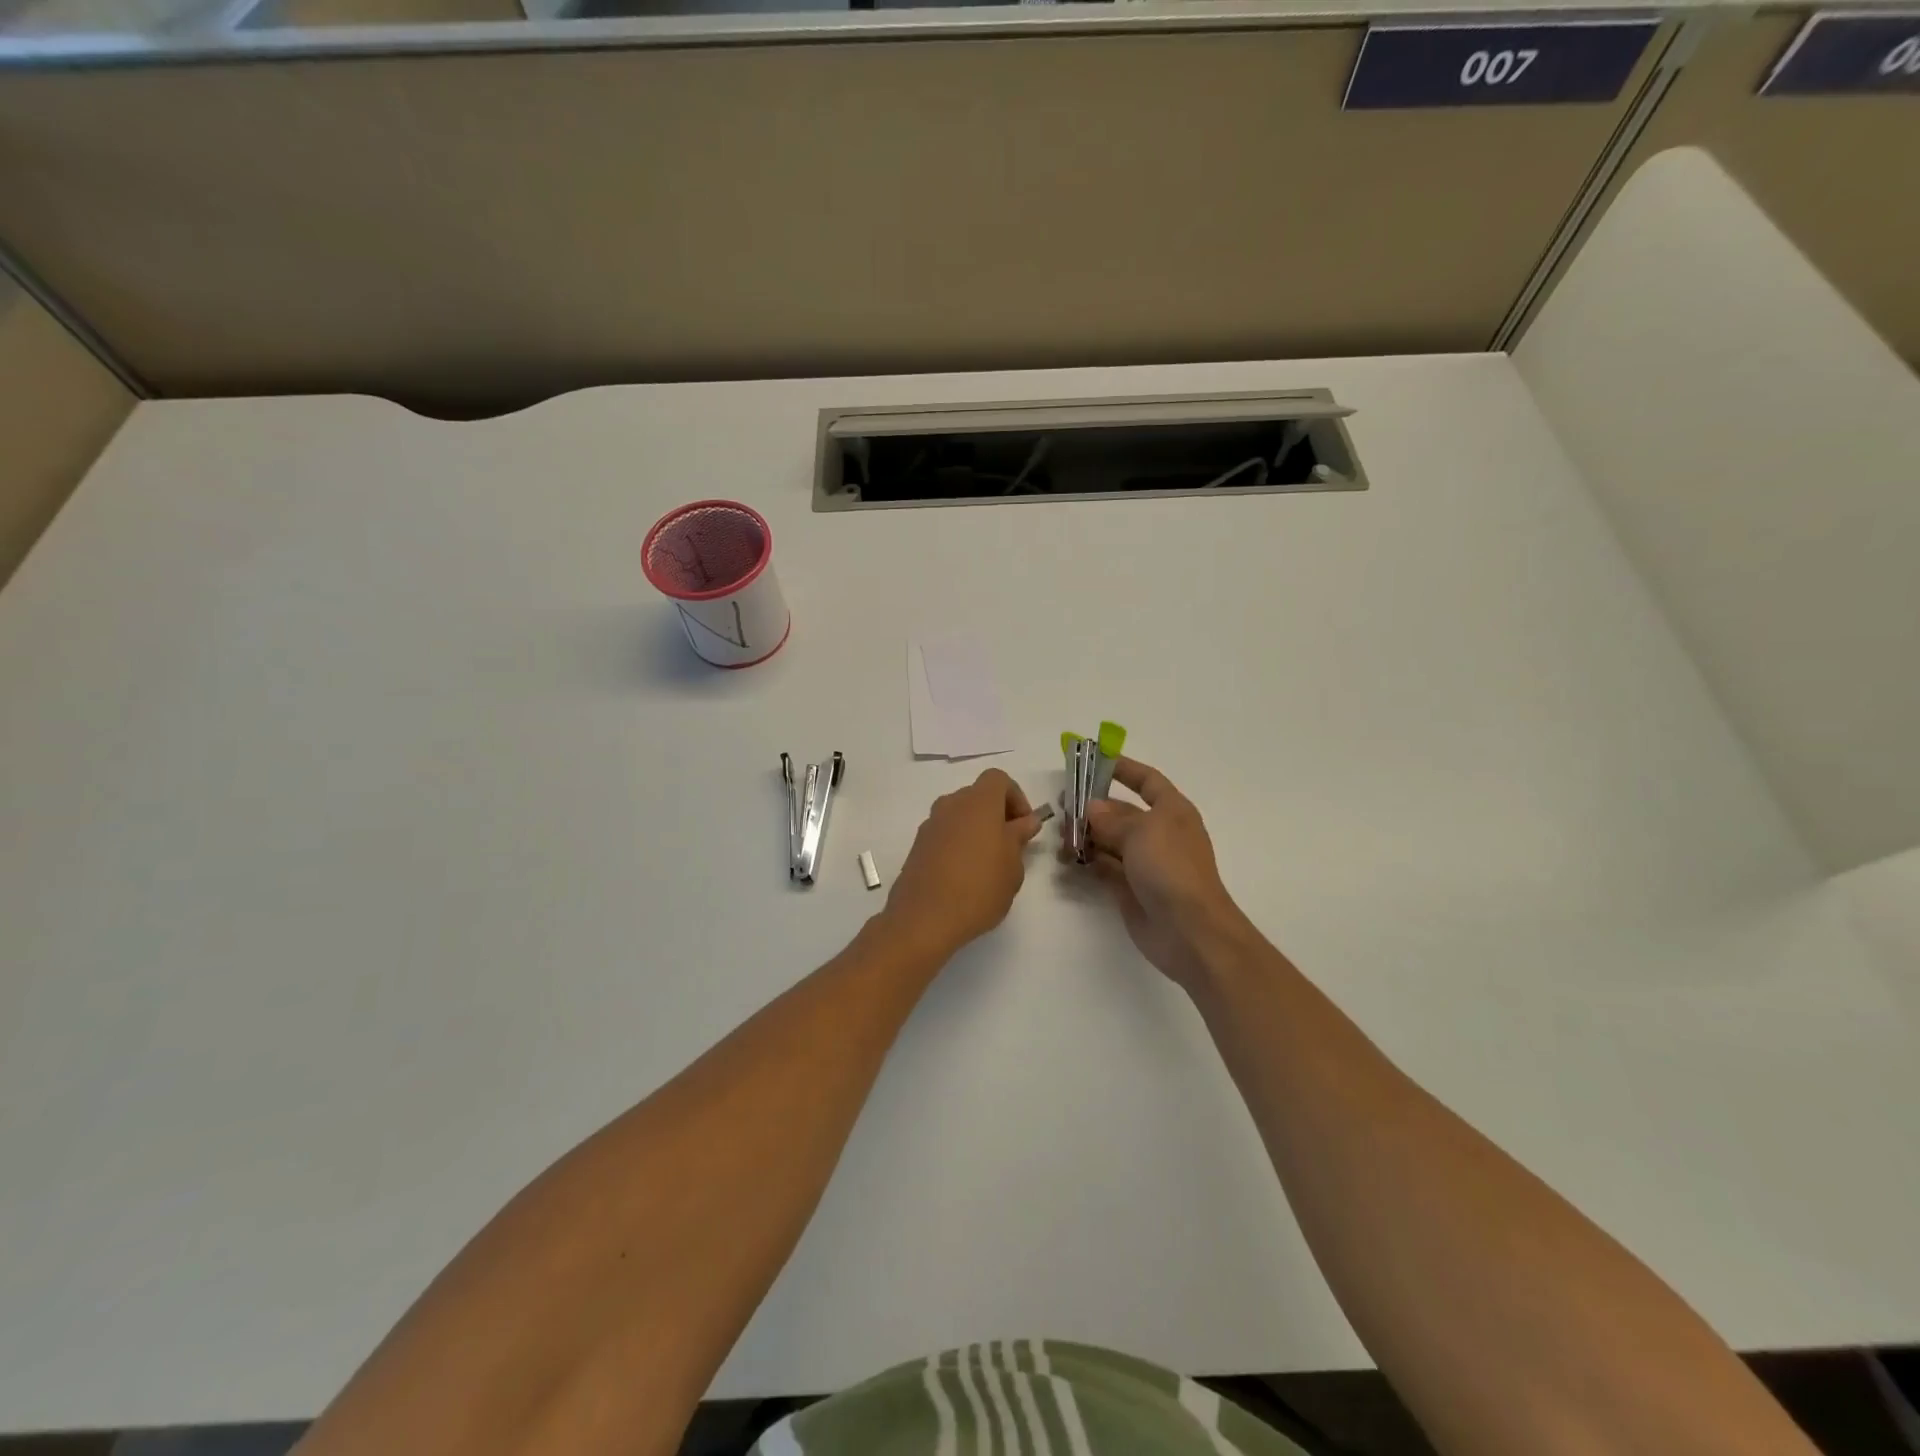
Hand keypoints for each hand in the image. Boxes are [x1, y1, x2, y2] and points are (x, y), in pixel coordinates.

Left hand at [883, 768, 1045, 960]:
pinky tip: (965, 875)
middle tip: (1010, 846)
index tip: (1024, 827)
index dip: (1016, 797)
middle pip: (978, 796)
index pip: (999, 779)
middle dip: (997, 814)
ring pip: (960, 815)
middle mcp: (951, 805)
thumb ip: (1019, 837)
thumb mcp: (1012, 866)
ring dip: (977, 830)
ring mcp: (930, 825)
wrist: (924, 918)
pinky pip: (945, 834)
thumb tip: (1025, 821)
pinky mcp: (917, 846)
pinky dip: (958, 844)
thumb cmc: (979, 888)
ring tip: (988, 864)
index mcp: (978, 802)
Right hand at [1077, 756, 1252, 991]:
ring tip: (1058, 834)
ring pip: (1109, 840)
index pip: (1148, 781)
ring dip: (1085, 835)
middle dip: (1093, 807)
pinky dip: (1086, 861)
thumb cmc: (1171, 868)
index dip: (1125, 769)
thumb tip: (1091, 808)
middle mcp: (1159, 834)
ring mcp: (1144, 863)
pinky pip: (1104, 867)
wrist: (1189, 930)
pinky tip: (1066, 858)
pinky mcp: (1130, 888)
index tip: (1096, 760)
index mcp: (1172, 811)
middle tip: (1061, 805)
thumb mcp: (1141, 832)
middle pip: (1122, 811)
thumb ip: (1112, 818)